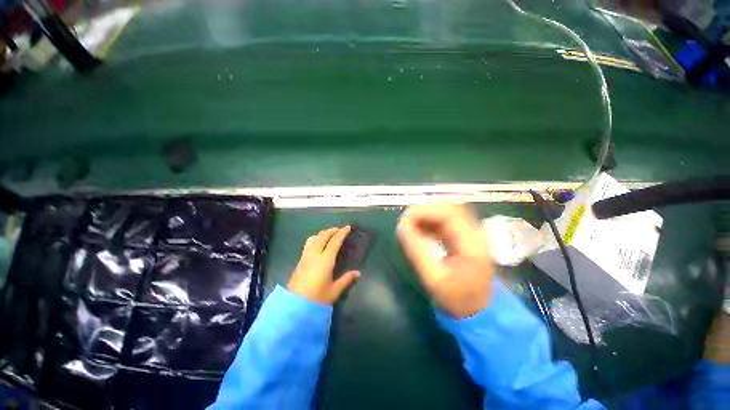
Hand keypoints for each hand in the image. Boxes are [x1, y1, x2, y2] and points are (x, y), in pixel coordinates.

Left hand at [287, 226, 360, 304]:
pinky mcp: (300, 260)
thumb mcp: (334, 291)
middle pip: (323, 236)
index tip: (347, 227)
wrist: (293, 307)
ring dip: (323, 233)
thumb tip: (358, 273)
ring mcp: (306, 256)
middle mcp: (314, 254)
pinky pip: (309, 243)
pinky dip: (316, 238)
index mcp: (325, 260)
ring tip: (329, 234)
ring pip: (314, 238)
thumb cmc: (316, 298)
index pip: (334, 241)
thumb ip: (346, 280)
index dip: (342, 233)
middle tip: (340, 229)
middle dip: (332, 230)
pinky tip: (318, 243)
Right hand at [397, 203, 494, 317]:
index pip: (447, 213)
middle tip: (405, 223)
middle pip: (447, 208)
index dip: (423, 211)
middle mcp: (473, 232)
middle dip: (423, 212)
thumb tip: (400, 227)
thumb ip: (416, 251)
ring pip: (444, 213)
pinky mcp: (462, 237)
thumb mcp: (434, 278)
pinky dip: (429, 223)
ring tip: (409, 227)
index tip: (404, 220)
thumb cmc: (458, 299)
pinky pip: (443, 222)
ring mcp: (468, 233)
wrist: (478, 311)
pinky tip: (419, 231)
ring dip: (425, 216)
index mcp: (471, 241)